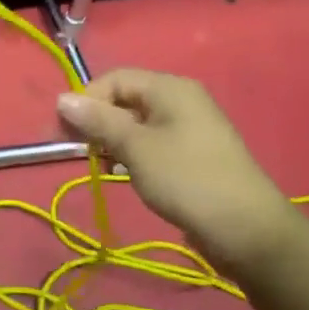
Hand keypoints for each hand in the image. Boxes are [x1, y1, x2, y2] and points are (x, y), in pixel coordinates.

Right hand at [57, 69, 307, 271]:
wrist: (246, 230)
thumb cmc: (186, 180)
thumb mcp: (136, 148)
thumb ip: (98, 121)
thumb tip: (62, 98)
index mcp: (170, 88)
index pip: (114, 79)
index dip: (86, 100)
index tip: (65, 133)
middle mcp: (180, 100)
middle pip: (125, 99)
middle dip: (97, 121)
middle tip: (77, 151)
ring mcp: (188, 128)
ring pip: (136, 123)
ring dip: (112, 140)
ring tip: (99, 165)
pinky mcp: (192, 154)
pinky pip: (151, 143)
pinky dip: (132, 153)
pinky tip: (122, 174)